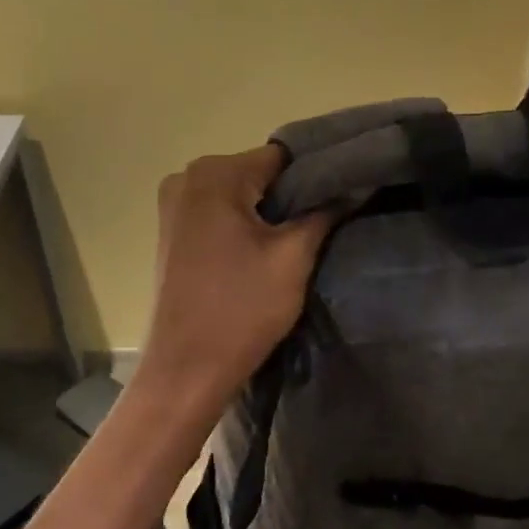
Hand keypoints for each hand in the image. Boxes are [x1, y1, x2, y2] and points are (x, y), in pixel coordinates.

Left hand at [135, 145, 337, 409]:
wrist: (186, 370)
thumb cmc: (241, 309)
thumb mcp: (294, 258)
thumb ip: (325, 212)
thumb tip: (355, 185)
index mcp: (214, 174)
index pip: (282, 157)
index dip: (318, 175)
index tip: (345, 196)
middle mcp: (186, 178)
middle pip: (259, 174)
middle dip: (293, 196)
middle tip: (328, 224)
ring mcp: (174, 206)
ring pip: (240, 196)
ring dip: (271, 214)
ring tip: (303, 240)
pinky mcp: (173, 233)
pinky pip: (220, 214)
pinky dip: (246, 226)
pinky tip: (267, 252)